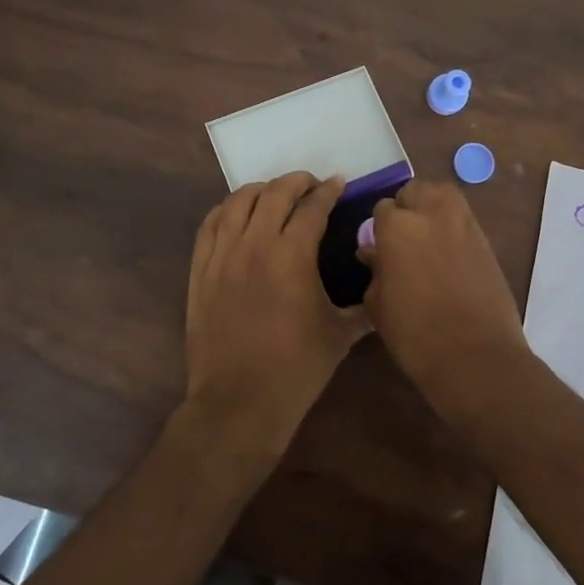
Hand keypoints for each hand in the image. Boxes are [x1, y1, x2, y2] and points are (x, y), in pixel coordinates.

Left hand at [183, 172, 368, 458]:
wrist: (239, 402)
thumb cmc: (296, 369)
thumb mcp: (339, 336)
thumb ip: (363, 309)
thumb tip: (383, 293)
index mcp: (292, 256)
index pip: (312, 207)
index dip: (328, 191)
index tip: (339, 184)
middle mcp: (254, 245)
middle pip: (274, 194)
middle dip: (297, 182)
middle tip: (311, 185)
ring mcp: (222, 255)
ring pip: (238, 202)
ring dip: (261, 190)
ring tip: (275, 195)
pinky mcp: (200, 270)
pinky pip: (210, 224)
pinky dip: (227, 210)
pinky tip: (237, 213)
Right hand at [359, 180, 534, 418]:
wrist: (475, 356)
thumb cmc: (414, 334)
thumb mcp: (378, 304)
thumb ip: (375, 269)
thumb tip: (374, 253)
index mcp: (397, 227)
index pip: (382, 209)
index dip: (379, 228)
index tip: (379, 247)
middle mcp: (431, 213)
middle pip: (415, 191)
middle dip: (406, 208)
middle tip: (403, 237)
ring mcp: (464, 224)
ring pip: (443, 196)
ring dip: (432, 208)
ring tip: (427, 238)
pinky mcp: (486, 240)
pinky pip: (464, 219)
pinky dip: (453, 227)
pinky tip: (448, 254)